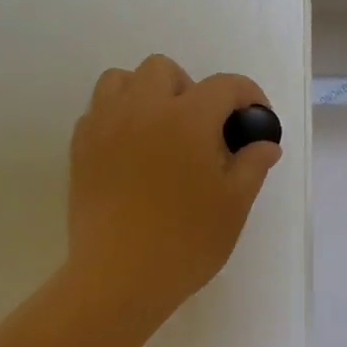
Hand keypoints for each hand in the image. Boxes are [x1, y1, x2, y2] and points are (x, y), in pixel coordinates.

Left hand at [67, 54, 281, 321]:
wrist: (119, 277)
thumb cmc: (186, 241)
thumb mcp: (233, 205)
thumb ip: (253, 165)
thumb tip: (265, 144)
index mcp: (188, 118)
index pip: (225, 86)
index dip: (248, 96)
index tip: (255, 119)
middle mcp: (143, 108)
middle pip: (165, 70)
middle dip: (190, 89)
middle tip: (202, 129)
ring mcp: (105, 125)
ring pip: (121, 80)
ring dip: (146, 94)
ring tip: (160, 130)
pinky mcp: (81, 148)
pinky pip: (98, 111)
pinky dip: (118, 117)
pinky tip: (131, 152)